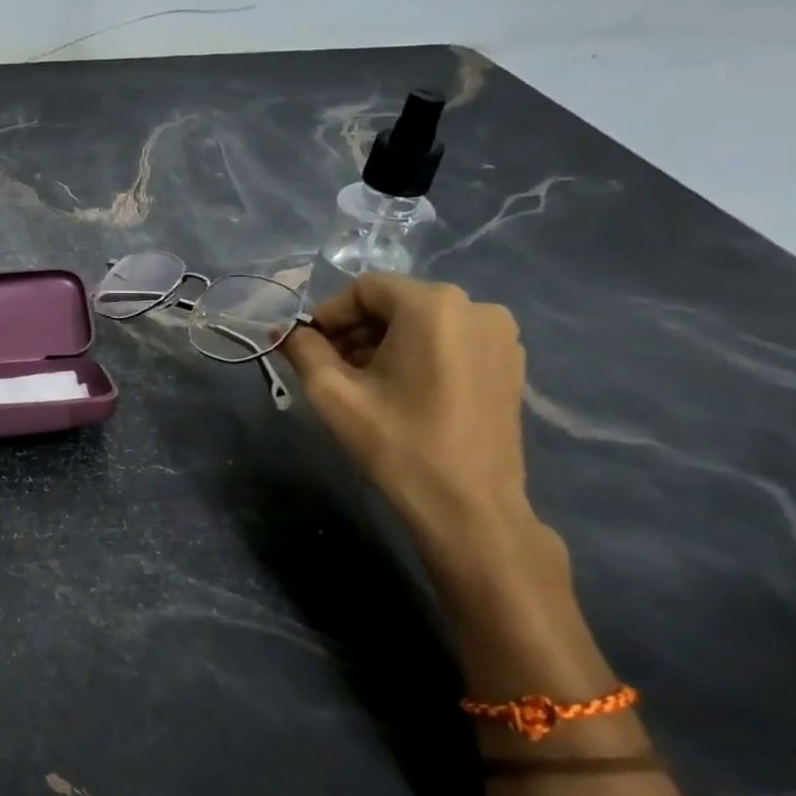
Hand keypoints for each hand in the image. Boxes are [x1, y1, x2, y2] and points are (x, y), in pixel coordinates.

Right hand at [283, 273, 568, 617]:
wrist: (469, 507)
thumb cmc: (397, 444)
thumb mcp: (333, 394)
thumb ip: (303, 350)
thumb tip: (285, 331)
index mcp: (433, 305)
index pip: (364, 289)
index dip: (329, 315)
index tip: (309, 349)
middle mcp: (475, 307)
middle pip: (395, 303)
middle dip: (356, 330)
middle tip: (330, 368)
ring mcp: (500, 336)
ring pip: (423, 323)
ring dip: (385, 343)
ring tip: (364, 384)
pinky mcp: (510, 364)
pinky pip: (451, 341)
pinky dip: (418, 355)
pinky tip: (402, 392)